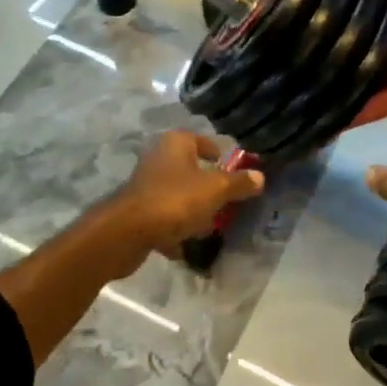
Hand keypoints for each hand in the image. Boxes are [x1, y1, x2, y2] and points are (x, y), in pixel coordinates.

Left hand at [116, 130, 264, 255]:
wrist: (126, 232)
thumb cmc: (175, 200)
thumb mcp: (215, 190)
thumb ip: (238, 183)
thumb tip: (260, 176)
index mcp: (176, 143)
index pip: (202, 141)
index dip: (218, 154)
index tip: (232, 171)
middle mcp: (159, 158)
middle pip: (190, 169)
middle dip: (207, 185)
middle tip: (226, 201)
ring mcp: (145, 185)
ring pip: (177, 194)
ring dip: (191, 209)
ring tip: (209, 226)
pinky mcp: (137, 211)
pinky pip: (163, 217)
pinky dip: (174, 229)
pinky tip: (185, 245)